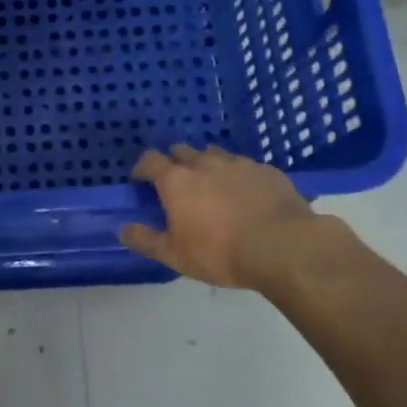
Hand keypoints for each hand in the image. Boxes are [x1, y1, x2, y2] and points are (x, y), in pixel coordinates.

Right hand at [119, 144, 343, 298]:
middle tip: (177, 184)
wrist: (283, 247)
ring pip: (214, 154)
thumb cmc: (220, 252)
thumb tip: (122, 229)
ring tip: (212, 185)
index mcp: (176, 180)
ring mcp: (238, 164)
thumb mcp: (175, 255)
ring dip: (207, 165)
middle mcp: (204, 163)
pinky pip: (245, 166)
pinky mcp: (267, 171)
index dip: (143, 168)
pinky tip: (246, 194)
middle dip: (175, 162)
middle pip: (182, 151)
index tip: (141, 180)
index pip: (150, 160)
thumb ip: (146, 240)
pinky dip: (238, 175)